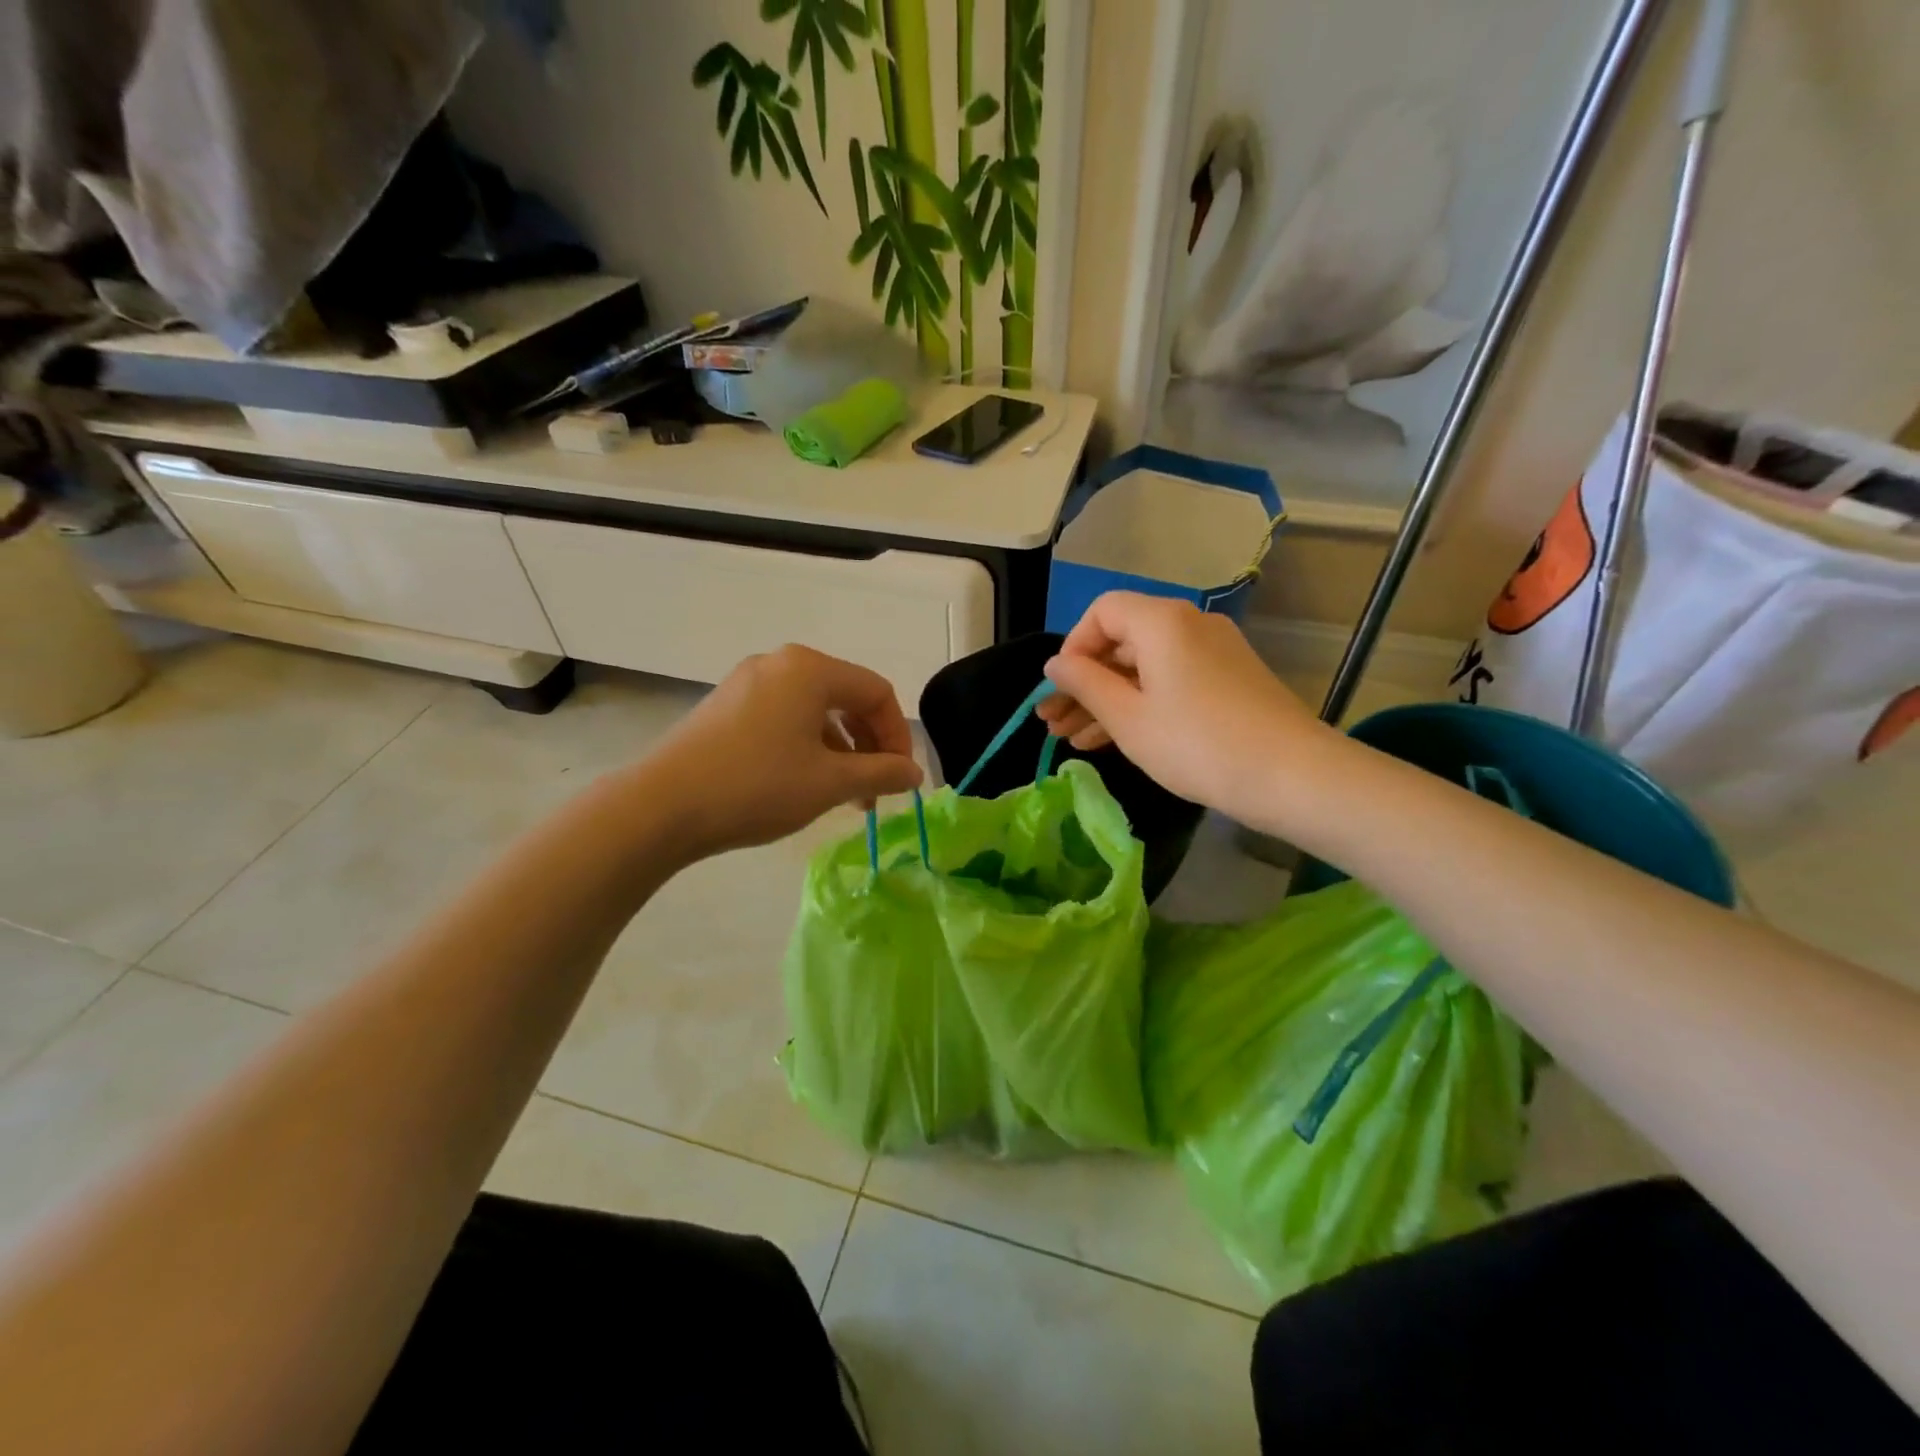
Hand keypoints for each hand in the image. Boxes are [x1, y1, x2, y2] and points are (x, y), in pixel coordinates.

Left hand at [635, 645, 922, 856]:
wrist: (661, 806)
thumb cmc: (757, 786)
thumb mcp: (830, 783)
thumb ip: (881, 773)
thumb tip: (914, 773)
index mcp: (810, 669)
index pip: (876, 692)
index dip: (898, 736)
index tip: (901, 779)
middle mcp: (780, 664)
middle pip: (846, 697)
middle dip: (869, 745)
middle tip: (875, 790)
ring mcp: (748, 682)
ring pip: (814, 710)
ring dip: (840, 750)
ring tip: (843, 795)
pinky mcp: (726, 706)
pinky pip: (784, 717)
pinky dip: (807, 746)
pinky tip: (804, 782)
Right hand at [1039, 593, 1332, 813]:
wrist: (1292, 776)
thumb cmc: (1197, 744)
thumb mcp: (1129, 718)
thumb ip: (1085, 685)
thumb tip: (1055, 664)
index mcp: (1161, 621)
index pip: (1102, 612)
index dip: (1073, 647)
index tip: (1060, 689)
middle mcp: (1189, 624)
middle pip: (1121, 643)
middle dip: (1083, 683)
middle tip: (1052, 723)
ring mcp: (1213, 653)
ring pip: (1144, 668)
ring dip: (1107, 700)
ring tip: (1072, 740)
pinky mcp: (1228, 680)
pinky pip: (1170, 682)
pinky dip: (1140, 705)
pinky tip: (1111, 740)